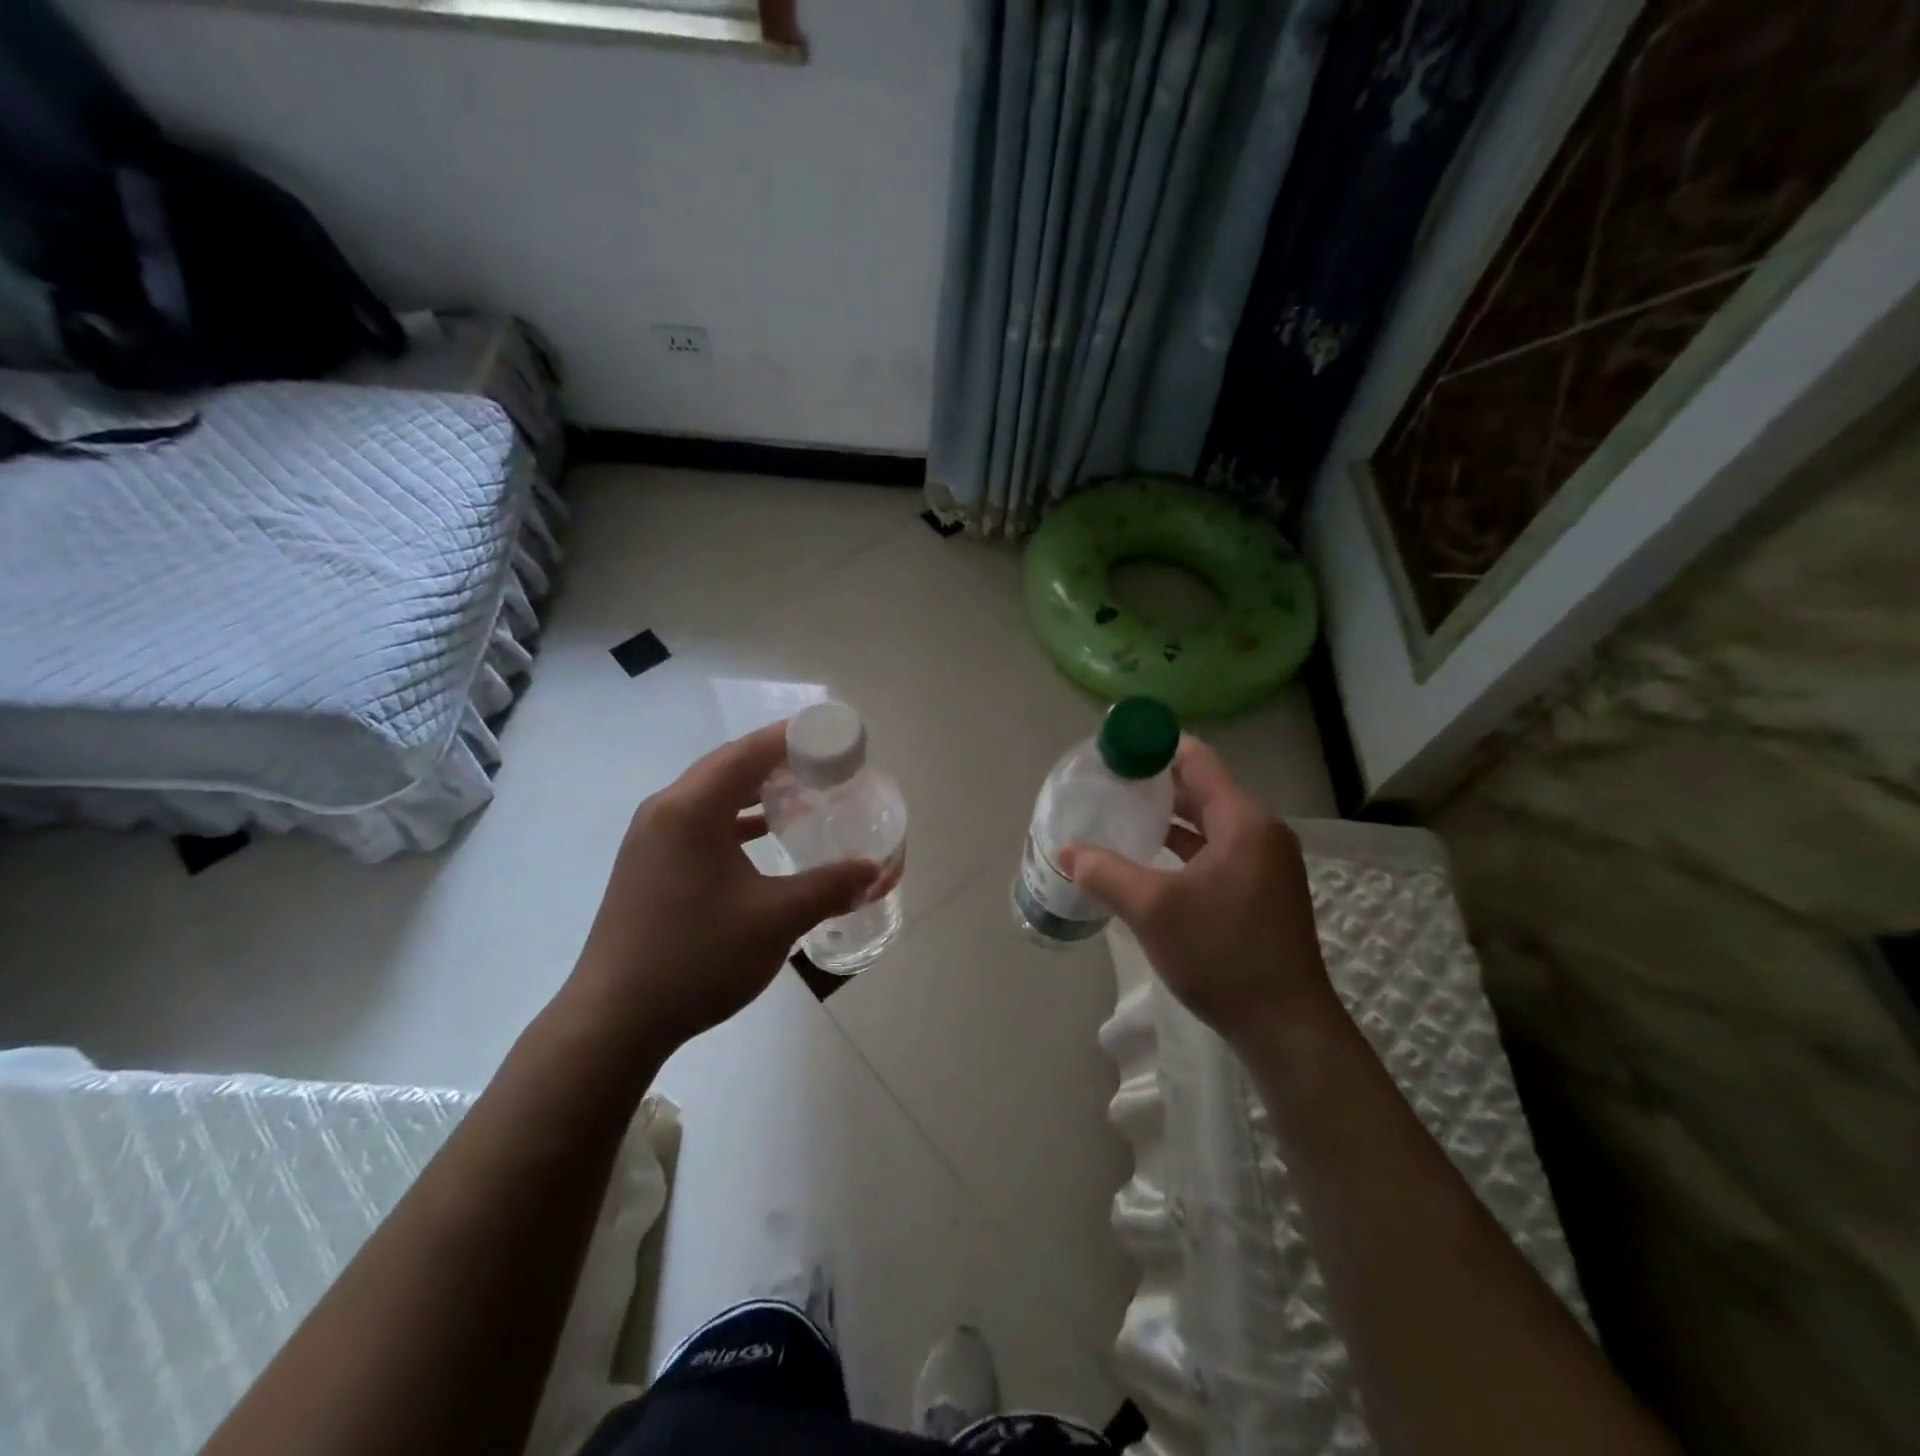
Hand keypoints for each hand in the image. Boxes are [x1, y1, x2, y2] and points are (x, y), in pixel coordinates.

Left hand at [567, 722, 879, 1053]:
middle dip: (780, 760)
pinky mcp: (649, 864)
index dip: (797, 738)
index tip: (838, 740)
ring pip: (714, 794)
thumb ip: (830, 888)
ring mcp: (652, 838)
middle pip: (730, 765)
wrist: (614, 1021)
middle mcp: (666, 810)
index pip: (751, 751)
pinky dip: (737, 819)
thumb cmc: (697, 958)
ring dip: (758, 789)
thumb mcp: (775, 920)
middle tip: (829, 766)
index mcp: (692, 809)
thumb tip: (875, 871)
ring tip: (804, 793)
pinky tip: (765, 835)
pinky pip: (701, 822)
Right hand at [1059, 735, 1337, 1050]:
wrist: (1285, 1026)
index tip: (1115, 750)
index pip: (1197, 761)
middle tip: (1108, 783)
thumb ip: (1105, 873)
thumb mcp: (1152, 910)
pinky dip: (1184, 847)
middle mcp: (1261, 833)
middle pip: (1203, 789)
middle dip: (1156, 783)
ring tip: (1122, 815)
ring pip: (1209, 823)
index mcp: (1243, 822)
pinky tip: (1150, 859)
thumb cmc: (1221, 955)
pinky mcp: (1262, 891)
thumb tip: (1066, 852)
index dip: (1155, 748)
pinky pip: (1217, 851)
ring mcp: (1265, 864)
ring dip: (1169, 818)